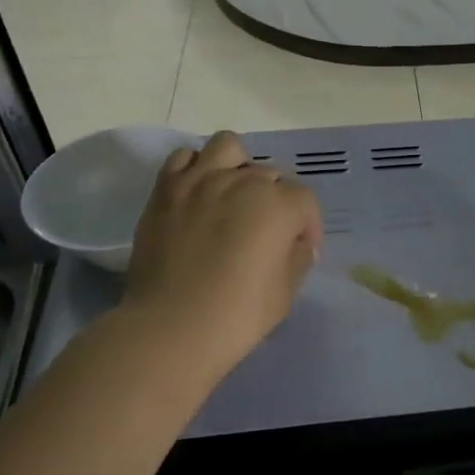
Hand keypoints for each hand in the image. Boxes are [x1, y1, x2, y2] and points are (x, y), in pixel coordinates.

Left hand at [119, 131, 323, 381]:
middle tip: (268, 231)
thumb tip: (296, 242)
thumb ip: (297, 258)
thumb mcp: (286, 291)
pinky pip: (183, 157)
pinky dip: (197, 168)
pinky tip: (200, 193)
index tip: (302, 249)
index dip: (308, 226)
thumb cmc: (238, 315)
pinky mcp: (165, 190)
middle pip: (270, 175)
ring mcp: (199, 181)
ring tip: (234, 195)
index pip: (305, 201)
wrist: (171, 327)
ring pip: (229, 147)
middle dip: (276, 200)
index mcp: (278, 205)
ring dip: (239, 166)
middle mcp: (241, 181)